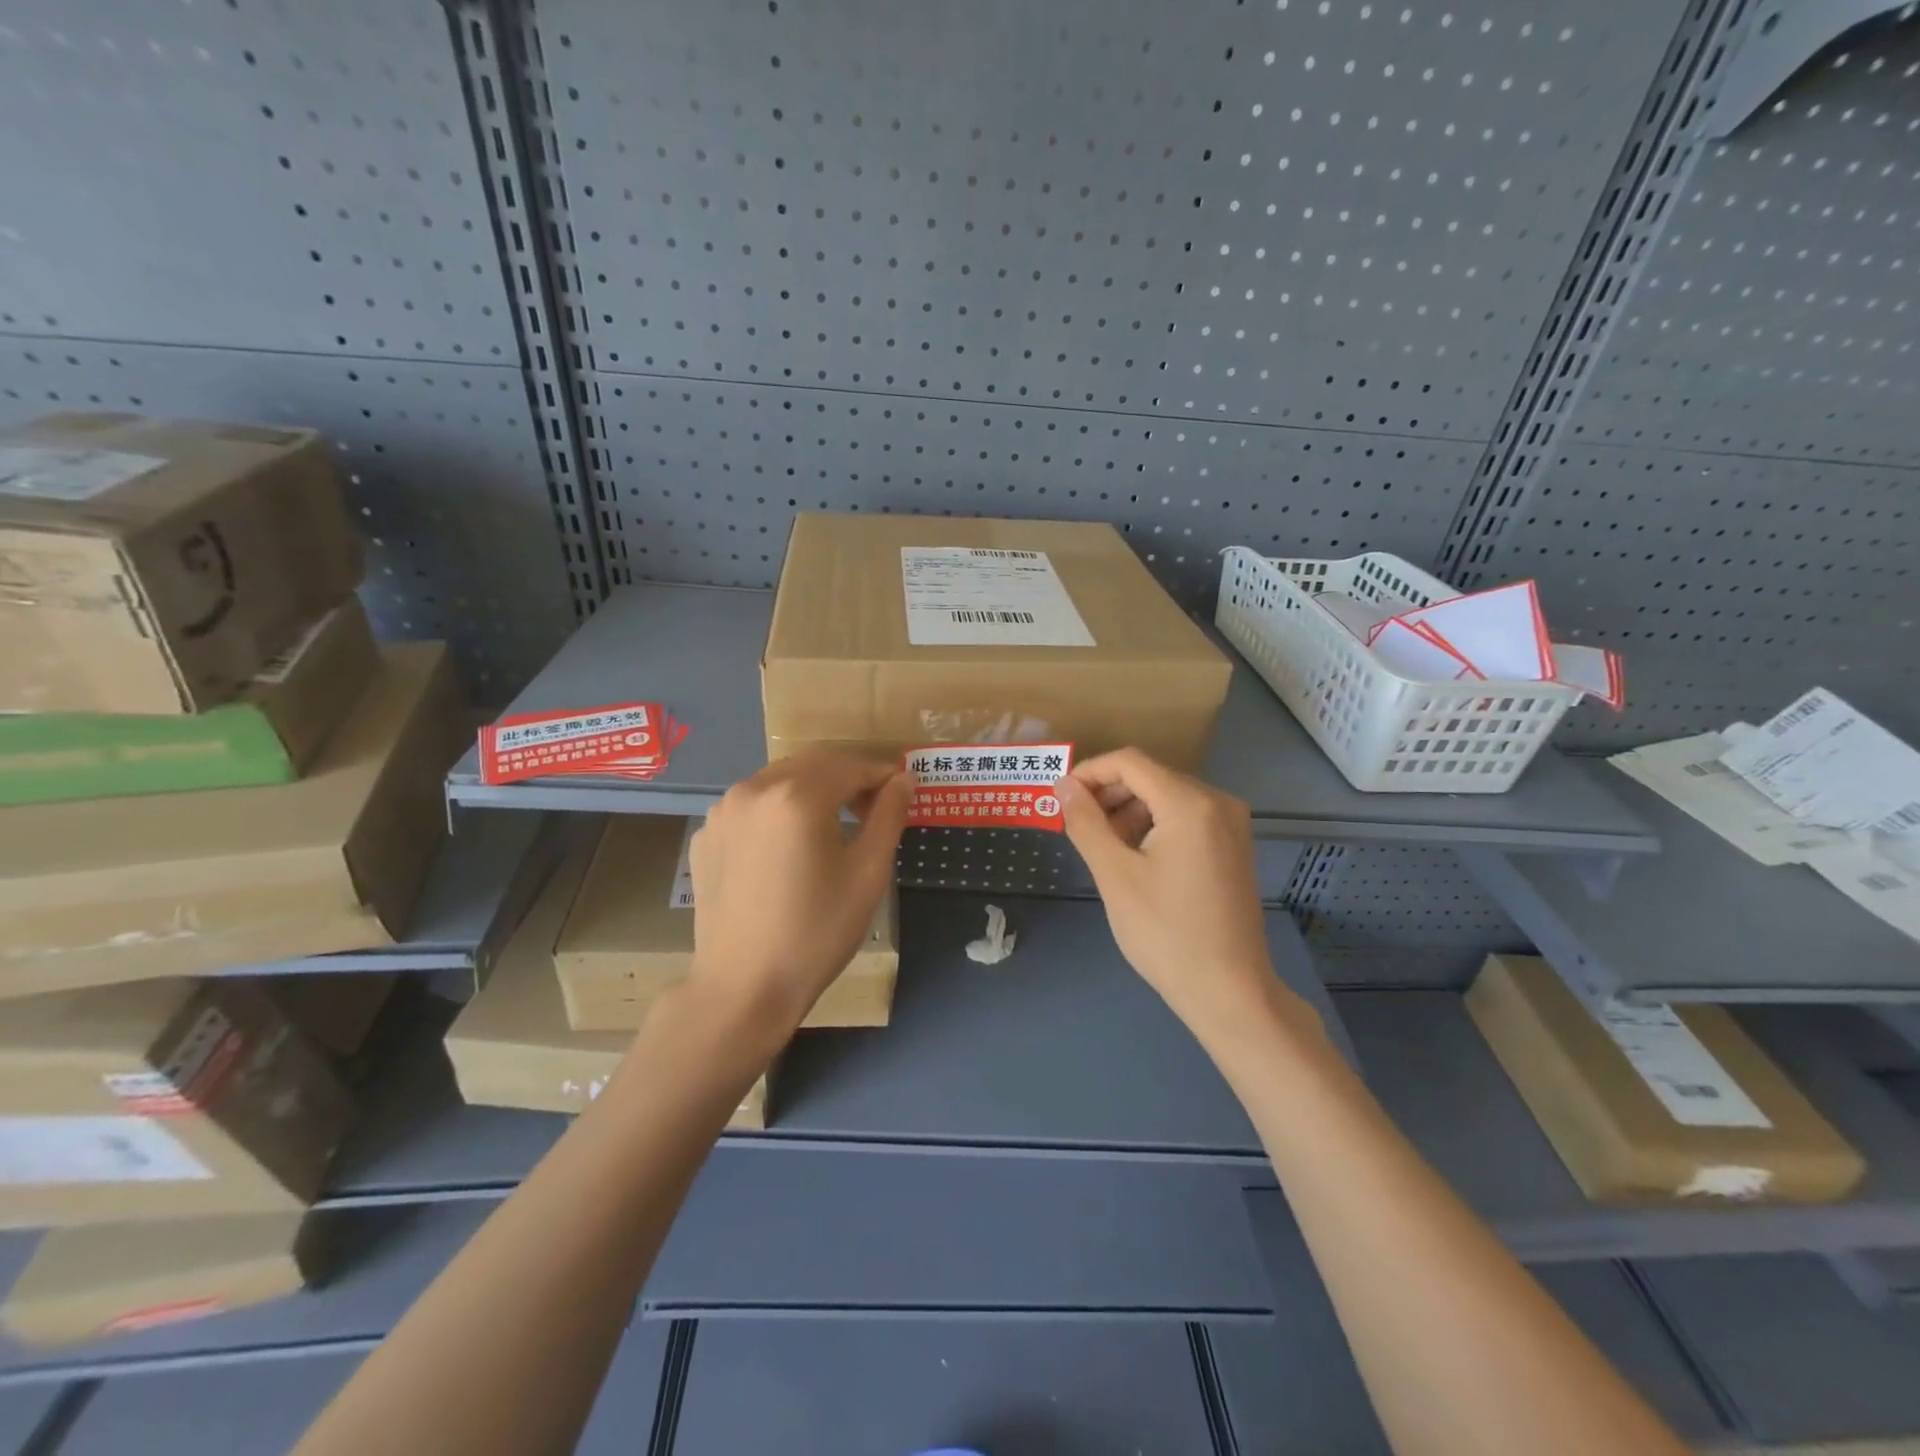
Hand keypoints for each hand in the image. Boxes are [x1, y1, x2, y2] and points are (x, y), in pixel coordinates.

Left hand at [687, 750, 911, 1039]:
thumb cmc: (816, 932)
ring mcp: (722, 811)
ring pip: (778, 780)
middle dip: (847, 776)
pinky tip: (789, 846)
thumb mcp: (867, 874)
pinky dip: (778, 811)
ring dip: (812, 789)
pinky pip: (751, 807)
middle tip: (873, 805)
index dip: (881, 773)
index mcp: (796, 795)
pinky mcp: (705, 836)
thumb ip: (888, 816)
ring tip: (833, 824)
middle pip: (811, 764)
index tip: (902, 789)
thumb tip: (903, 780)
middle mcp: (753, 789)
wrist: (742, 988)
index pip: (849, 765)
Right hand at [1057, 748, 1277, 1033]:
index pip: (1130, 762)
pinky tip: (1134, 855)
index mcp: (1190, 803)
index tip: (1060, 796)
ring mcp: (1231, 825)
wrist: (1229, 991)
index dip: (1090, 772)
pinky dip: (1154, 825)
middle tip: (1076, 823)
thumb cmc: (1165, 933)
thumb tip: (1064, 786)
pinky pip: (1186, 817)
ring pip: (1167, 796)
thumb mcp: (1115, 875)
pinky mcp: (1233, 846)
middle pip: (1151, 776)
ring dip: (1129, 810)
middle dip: (1108, 793)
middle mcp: (1218, 802)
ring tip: (1102, 844)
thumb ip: (1086, 823)